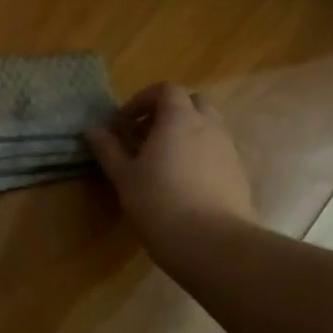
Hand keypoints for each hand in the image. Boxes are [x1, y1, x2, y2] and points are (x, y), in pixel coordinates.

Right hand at [85, 82, 256, 244]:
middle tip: (145, 136)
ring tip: (163, 161)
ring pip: (208, 127)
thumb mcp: (124, 176)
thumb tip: (92, 130)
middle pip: (192, 102)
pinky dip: (200, 155)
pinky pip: (218, 151)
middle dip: (168, 112)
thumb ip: (108, 149)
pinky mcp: (239, 174)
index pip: (166, 90)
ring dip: (185, 133)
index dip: (143, 100)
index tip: (124, 123)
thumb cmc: (159, 203)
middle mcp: (209, 126)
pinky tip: (184, 183)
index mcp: (179, 119)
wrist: (213, 243)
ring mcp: (229, 150)